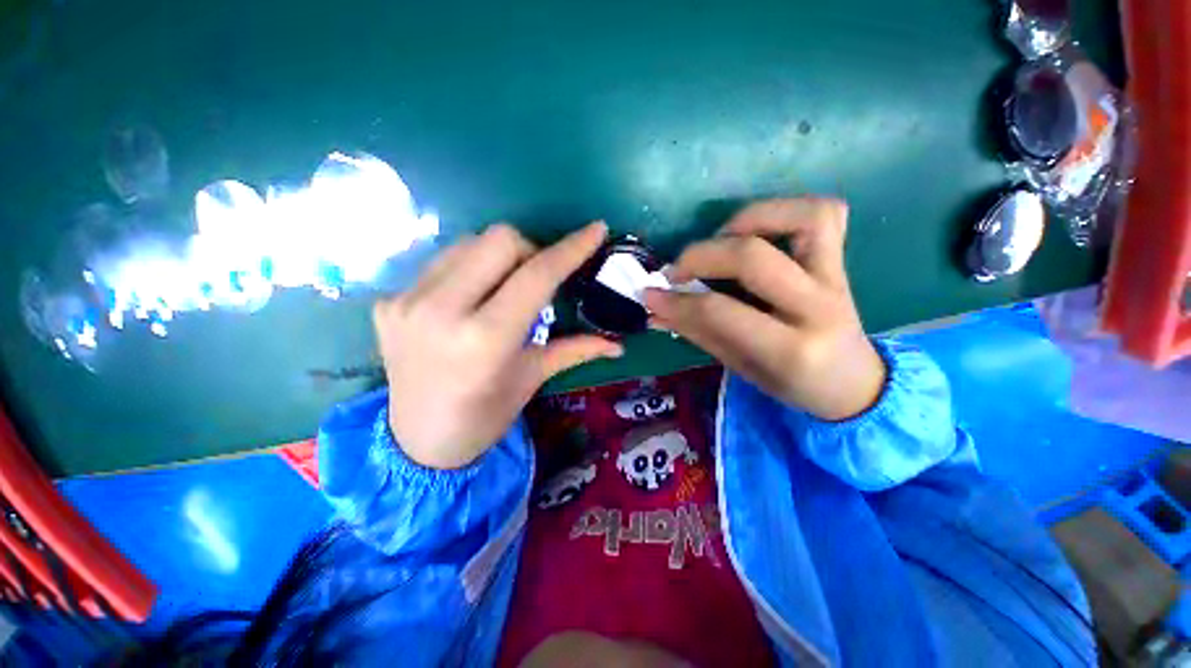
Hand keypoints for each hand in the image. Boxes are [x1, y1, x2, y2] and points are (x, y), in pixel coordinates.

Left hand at [376, 222, 622, 469]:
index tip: (595, 230)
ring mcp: (406, 301)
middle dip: (530, 250)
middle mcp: (441, 311)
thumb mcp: (533, 378)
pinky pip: (441, 262)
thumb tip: (618, 344)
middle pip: (499, 239)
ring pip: (468, 242)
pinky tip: (470, 299)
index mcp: (485, 339)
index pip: (536, 275)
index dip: (571, 249)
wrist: (416, 441)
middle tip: (537, 277)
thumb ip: (576, 350)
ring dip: (497, 257)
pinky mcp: (387, 300)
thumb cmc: (485, 416)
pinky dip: (468, 270)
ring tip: (503, 287)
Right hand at [645, 198, 885, 420]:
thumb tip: (655, 309)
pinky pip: (823, 214)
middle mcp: (818, 308)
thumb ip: (697, 333)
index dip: (677, 301)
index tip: (650, 295)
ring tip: (720, 239)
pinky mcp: (840, 261)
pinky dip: (783, 210)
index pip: (721, 312)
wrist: (854, 384)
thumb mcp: (739, 367)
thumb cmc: (792, 384)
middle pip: (753, 258)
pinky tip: (755, 231)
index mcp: (790, 350)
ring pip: (802, 218)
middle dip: (702, 255)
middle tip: (677, 269)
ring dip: (749, 218)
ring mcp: (835, 278)